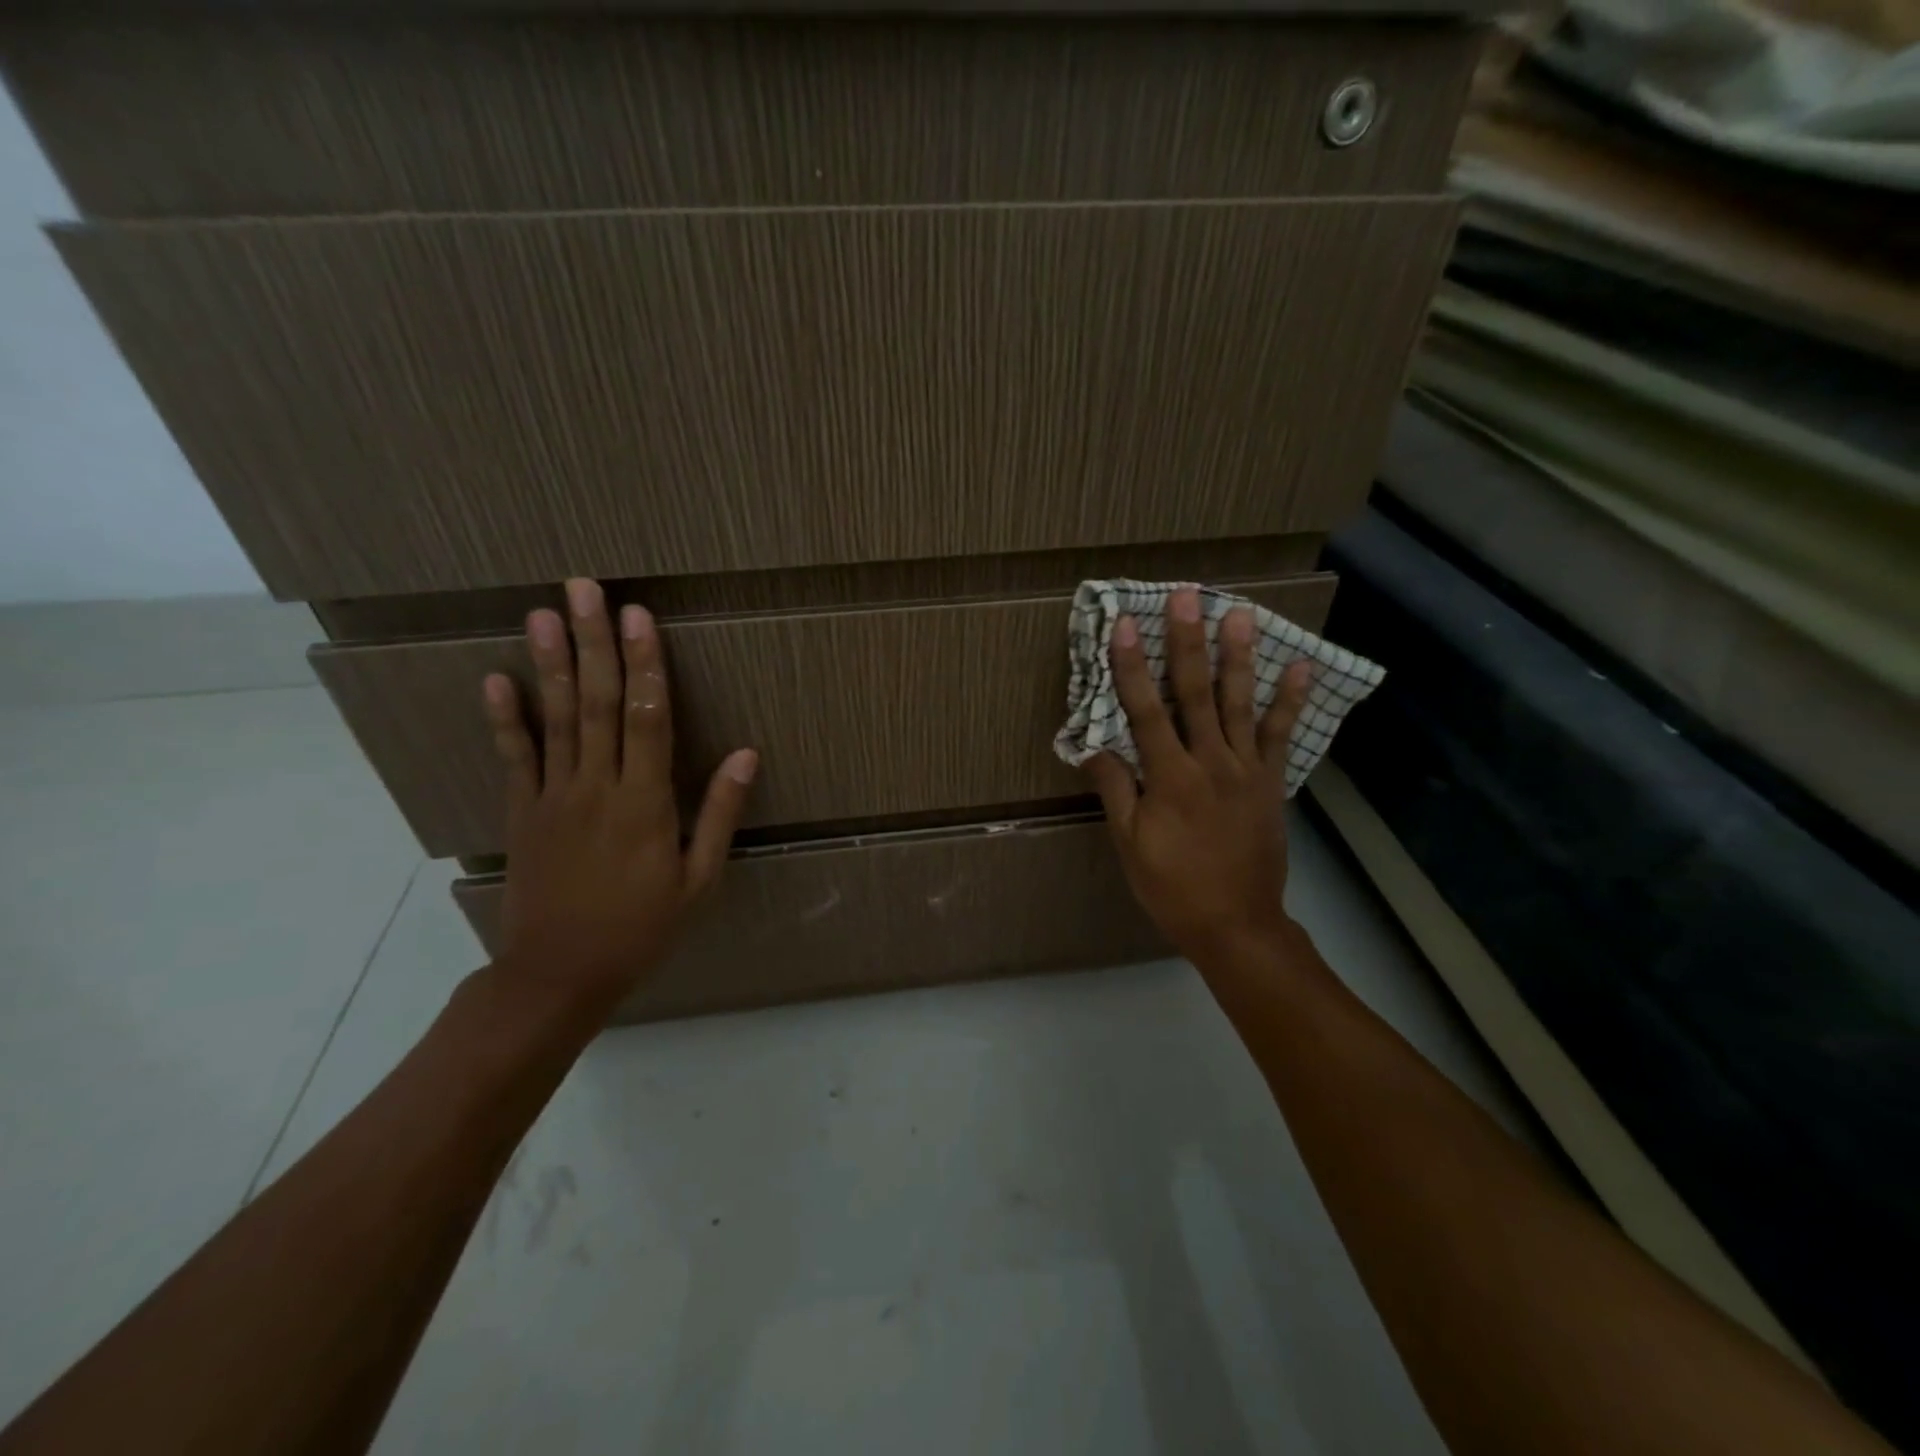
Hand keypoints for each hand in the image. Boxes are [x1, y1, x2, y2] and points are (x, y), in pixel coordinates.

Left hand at [479, 578, 757, 1021]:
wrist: (559, 974)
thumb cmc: (641, 928)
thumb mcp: (698, 879)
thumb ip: (719, 813)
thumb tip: (747, 754)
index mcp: (645, 802)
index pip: (647, 718)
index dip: (644, 664)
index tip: (638, 617)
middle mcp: (596, 787)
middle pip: (597, 703)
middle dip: (594, 643)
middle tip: (584, 590)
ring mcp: (553, 797)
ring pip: (556, 719)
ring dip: (551, 664)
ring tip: (543, 614)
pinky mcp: (522, 812)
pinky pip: (514, 758)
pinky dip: (505, 718)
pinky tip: (497, 679)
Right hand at [1085, 586, 1312, 971]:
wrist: (1237, 925)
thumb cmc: (1173, 887)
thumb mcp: (1131, 844)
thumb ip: (1116, 791)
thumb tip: (1094, 746)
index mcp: (1170, 778)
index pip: (1145, 711)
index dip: (1131, 666)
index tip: (1123, 625)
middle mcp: (1210, 762)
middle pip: (1195, 693)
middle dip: (1187, 642)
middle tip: (1187, 596)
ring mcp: (1247, 770)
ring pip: (1240, 703)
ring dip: (1237, 656)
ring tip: (1240, 613)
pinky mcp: (1271, 783)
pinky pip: (1280, 736)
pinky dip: (1289, 701)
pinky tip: (1298, 667)